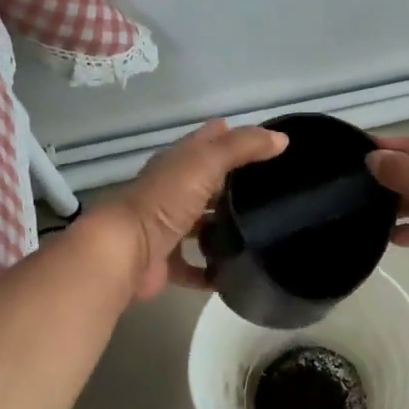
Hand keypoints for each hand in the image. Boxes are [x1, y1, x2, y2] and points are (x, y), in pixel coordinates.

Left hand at [98, 119, 287, 299]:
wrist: (126, 251)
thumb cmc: (165, 200)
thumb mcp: (207, 163)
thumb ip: (243, 148)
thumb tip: (282, 139)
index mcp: (177, 164)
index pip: (207, 141)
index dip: (231, 136)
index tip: (265, 141)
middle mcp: (170, 192)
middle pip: (205, 183)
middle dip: (232, 183)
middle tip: (271, 188)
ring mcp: (167, 228)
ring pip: (200, 223)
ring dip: (222, 226)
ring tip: (261, 231)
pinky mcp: (166, 262)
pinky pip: (195, 266)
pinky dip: (212, 270)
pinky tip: (236, 272)